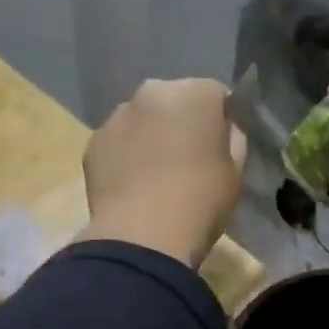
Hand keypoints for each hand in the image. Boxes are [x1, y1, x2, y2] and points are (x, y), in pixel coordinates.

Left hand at [84, 79, 247, 266]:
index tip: (220, 146)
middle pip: (173, 101)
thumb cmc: (199, 202)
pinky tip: (131, 186)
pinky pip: (117, 143)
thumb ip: (232, 140)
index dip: (220, 120)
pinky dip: (124, 156)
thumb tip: (222, 130)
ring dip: (149, 136)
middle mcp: (152, 92)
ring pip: (141, 120)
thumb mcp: (235, 172)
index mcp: (194, 93)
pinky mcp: (92, 143)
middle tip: (187, 159)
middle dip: (180, 122)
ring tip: (155, 174)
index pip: (216, 95)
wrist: (141, 237)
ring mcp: (116, 116)